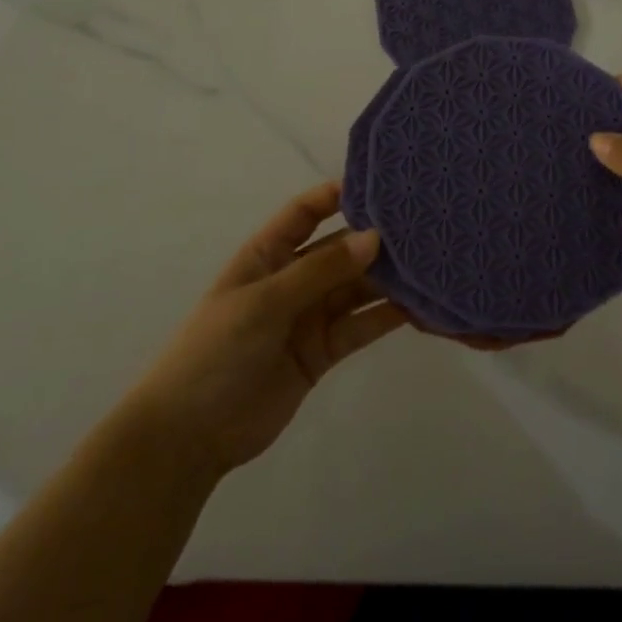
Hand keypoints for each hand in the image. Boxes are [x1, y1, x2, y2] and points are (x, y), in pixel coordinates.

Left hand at [127, 182, 406, 478]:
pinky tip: (420, 306)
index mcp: (266, 254)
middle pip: (339, 250)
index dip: (337, 196)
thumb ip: (320, 270)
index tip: (383, 186)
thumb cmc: (216, 351)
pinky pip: (359, 326)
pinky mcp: (323, 352)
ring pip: (356, 288)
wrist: (190, 435)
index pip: (305, 212)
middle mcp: (292, 278)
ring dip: (387, 279)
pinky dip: (386, 316)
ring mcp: (309, 316)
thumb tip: (374, 237)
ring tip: (431, 264)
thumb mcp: (264, 302)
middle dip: (375, 240)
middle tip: (424, 228)